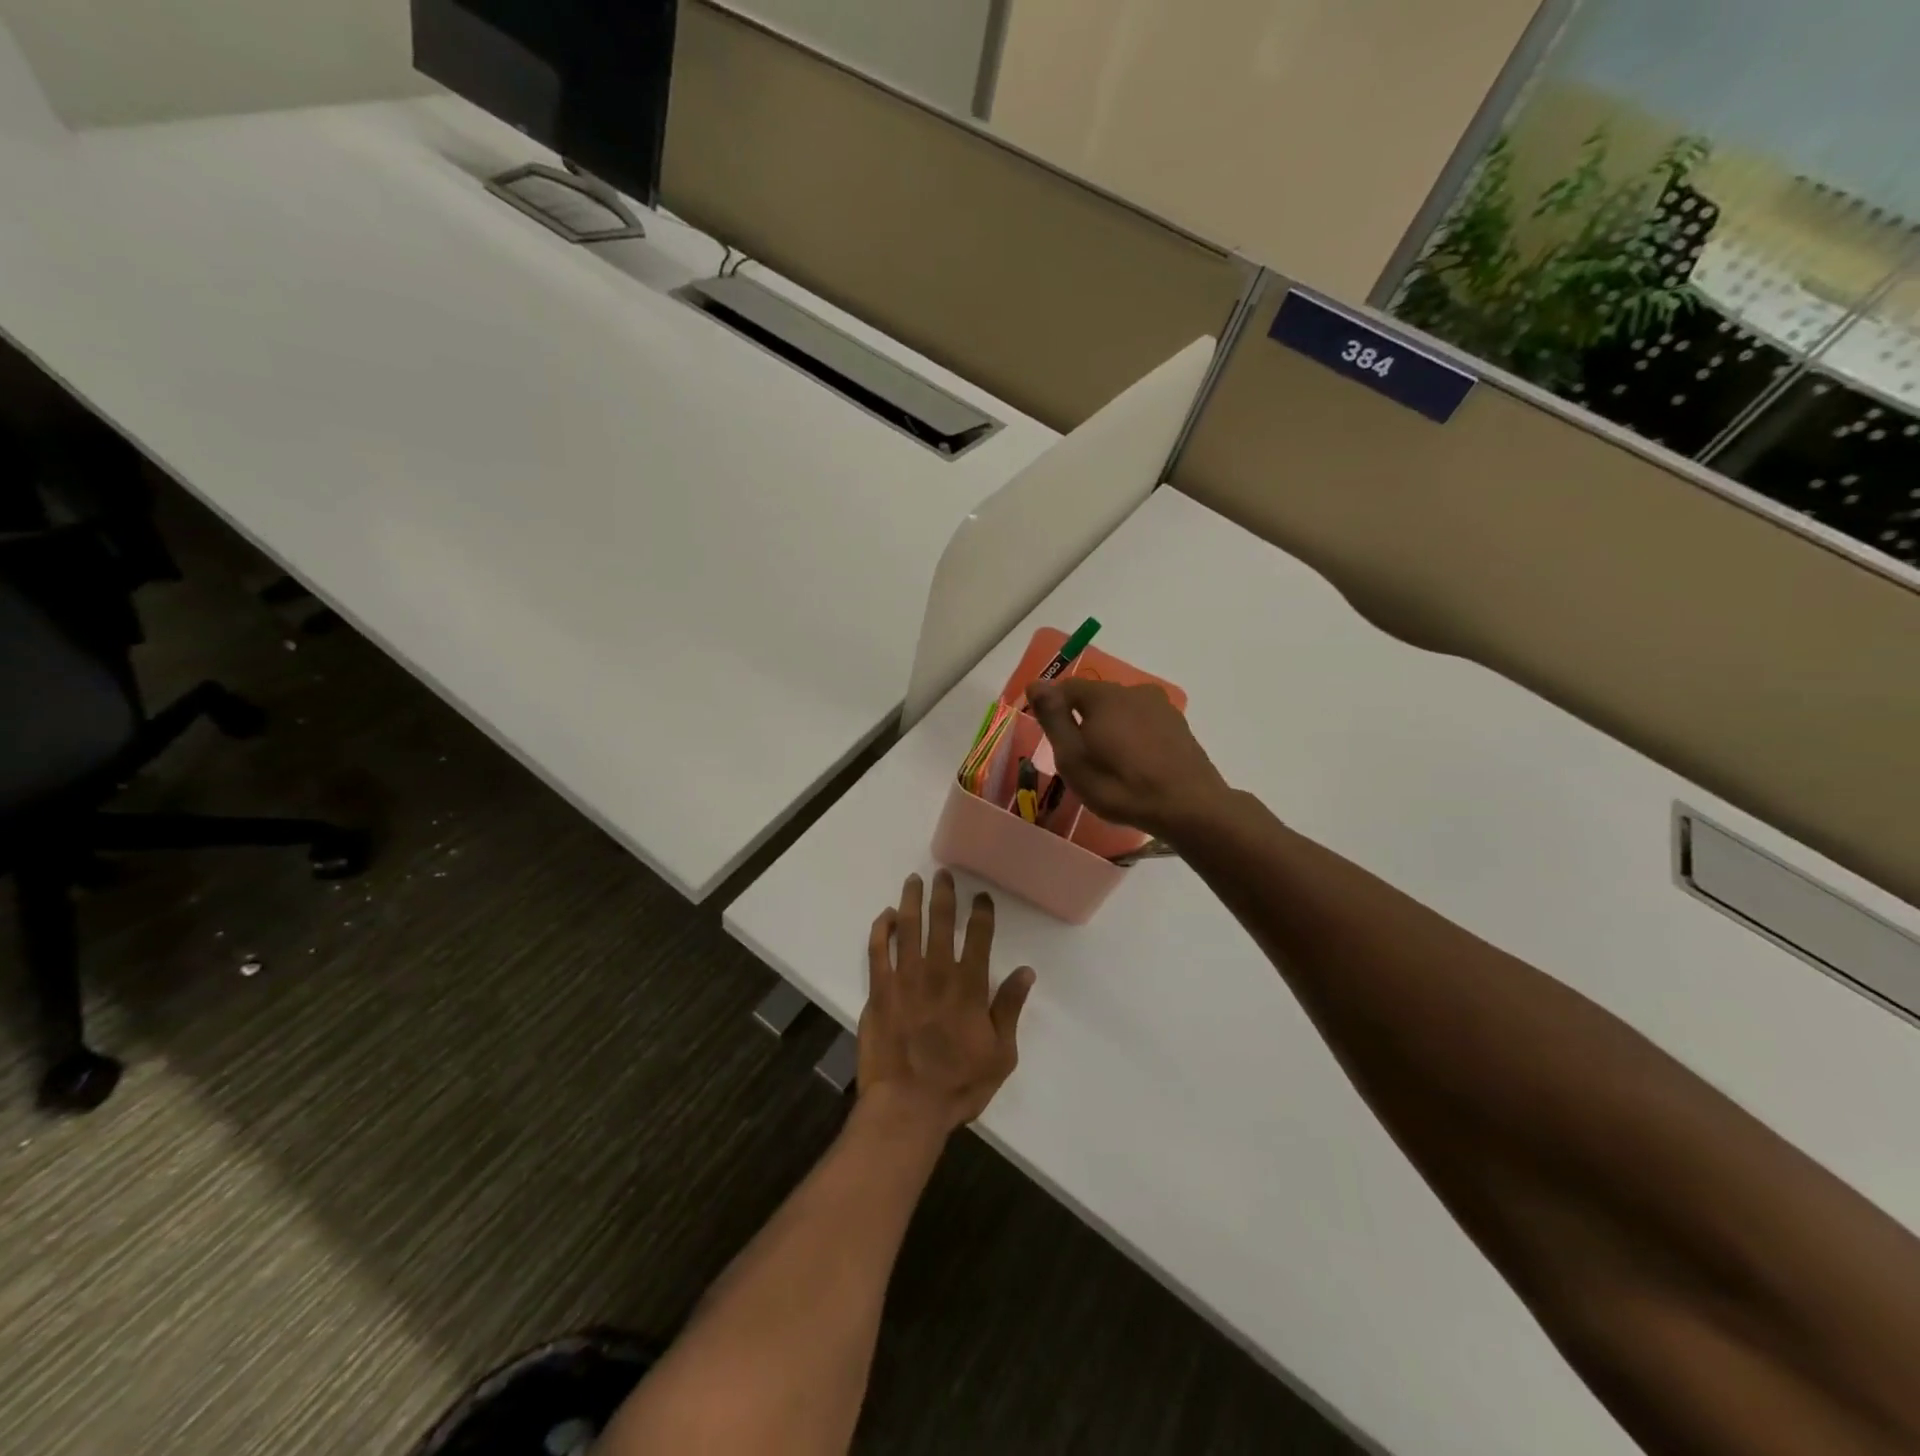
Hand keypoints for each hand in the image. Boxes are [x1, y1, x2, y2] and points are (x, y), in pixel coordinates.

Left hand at [859, 871, 1035, 1136]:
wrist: (907, 1107)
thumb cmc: (959, 1085)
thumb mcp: (1000, 1054)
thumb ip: (1010, 1008)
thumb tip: (1026, 971)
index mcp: (969, 987)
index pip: (979, 937)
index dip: (982, 913)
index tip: (982, 896)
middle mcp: (937, 973)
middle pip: (940, 923)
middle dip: (943, 895)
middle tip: (943, 875)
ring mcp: (904, 980)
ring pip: (907, 928)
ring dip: (911, 902)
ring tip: (914, 881)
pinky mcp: (878, 992)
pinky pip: (877, 951)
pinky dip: (881, 930)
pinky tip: (885, 916)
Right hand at [1027, 678, 1230, 840]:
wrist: (1188, 806)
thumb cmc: (1119, 785)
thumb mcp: (1072, 757)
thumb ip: (1053, 718)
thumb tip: (1036, 683)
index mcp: (1104, 695)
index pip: (1067, 687)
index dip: (1053, 707)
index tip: (1050, 735)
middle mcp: (1133, 691)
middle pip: (1097, 698)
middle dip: (1082, 719)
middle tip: (1077, 756)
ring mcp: (1161, 708)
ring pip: (1122, 711)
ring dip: (1110, 729)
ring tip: (1107, 764)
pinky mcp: (1179, 727)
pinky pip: (1144, 725)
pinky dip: (1132, 738)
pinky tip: (1134, 765)